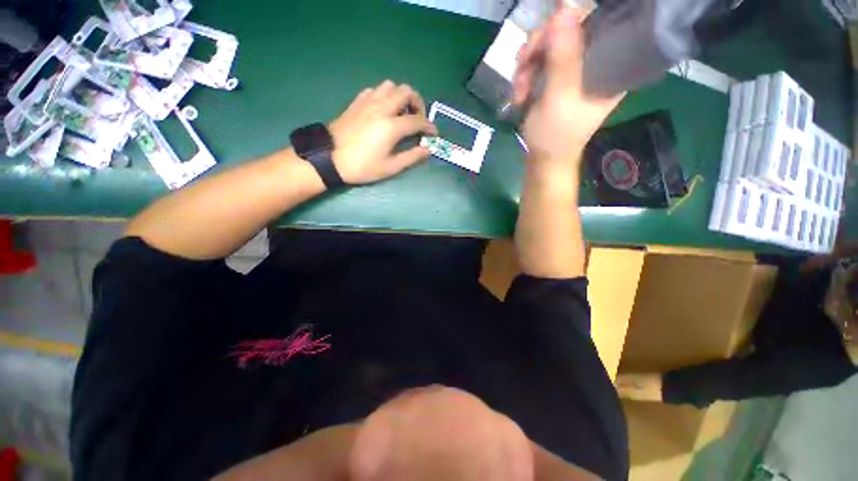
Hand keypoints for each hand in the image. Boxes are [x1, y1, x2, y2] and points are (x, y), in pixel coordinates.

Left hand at [328, 81, 437, 184]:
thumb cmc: (362, 166)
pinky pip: (374, 90)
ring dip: (400, 96)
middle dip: (418, 103)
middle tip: (417, 119)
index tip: (434, 134)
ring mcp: (368, 102)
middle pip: (406, 91)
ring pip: (390, 86)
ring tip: (401, 113)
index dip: (429, 127)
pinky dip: (384, 96)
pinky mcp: (357, 102)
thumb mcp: (390, 167)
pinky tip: (383, 110)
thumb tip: (428, 150)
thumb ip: (411, 157)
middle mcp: (382, 108)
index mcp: (391, 126)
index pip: (418, 120)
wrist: (329, 158)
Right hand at [513, 5, 623, 161]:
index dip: (568, 23)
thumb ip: (563, 56)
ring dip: (526, 65)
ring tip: (518, 90)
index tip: (544, 40)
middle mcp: (593, 61)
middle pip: (566, 30)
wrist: (542, 159)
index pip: (596, 22)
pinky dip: (523, 75)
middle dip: (538, 48)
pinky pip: (537, 61)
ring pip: (547, 45)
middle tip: (523, 68)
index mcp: (609, 65)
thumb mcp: (559, 97)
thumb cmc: (556, 136)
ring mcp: (571, 69)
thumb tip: (565, 7)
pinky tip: (518, 92)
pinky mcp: (554, 78)